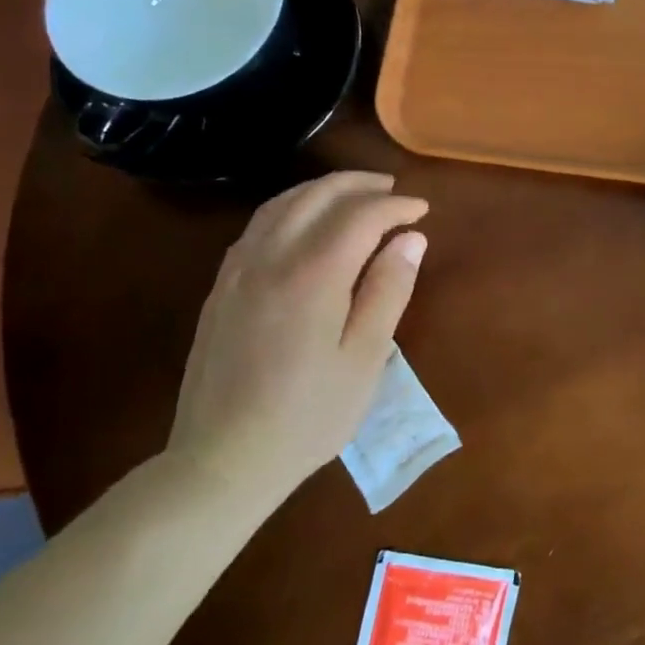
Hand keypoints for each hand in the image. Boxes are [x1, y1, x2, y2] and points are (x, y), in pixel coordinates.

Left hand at [166, 171, 427, 501]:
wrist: (223, 459)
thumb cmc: (309, 414)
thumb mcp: (366, 358)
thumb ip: (389, 290)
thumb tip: (411, 239)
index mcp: (313, 275)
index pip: (361, 216)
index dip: (396, 206)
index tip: (422, 211)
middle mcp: (271, 258)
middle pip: (317, 195)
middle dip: (360, 185)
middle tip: (393, 192)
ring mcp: (239, 270)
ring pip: (282, 203)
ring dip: (323, 190)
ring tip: (355, 197)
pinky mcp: (222, 287)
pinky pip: (258, 225)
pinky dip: (291, 208)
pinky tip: (306, 223)